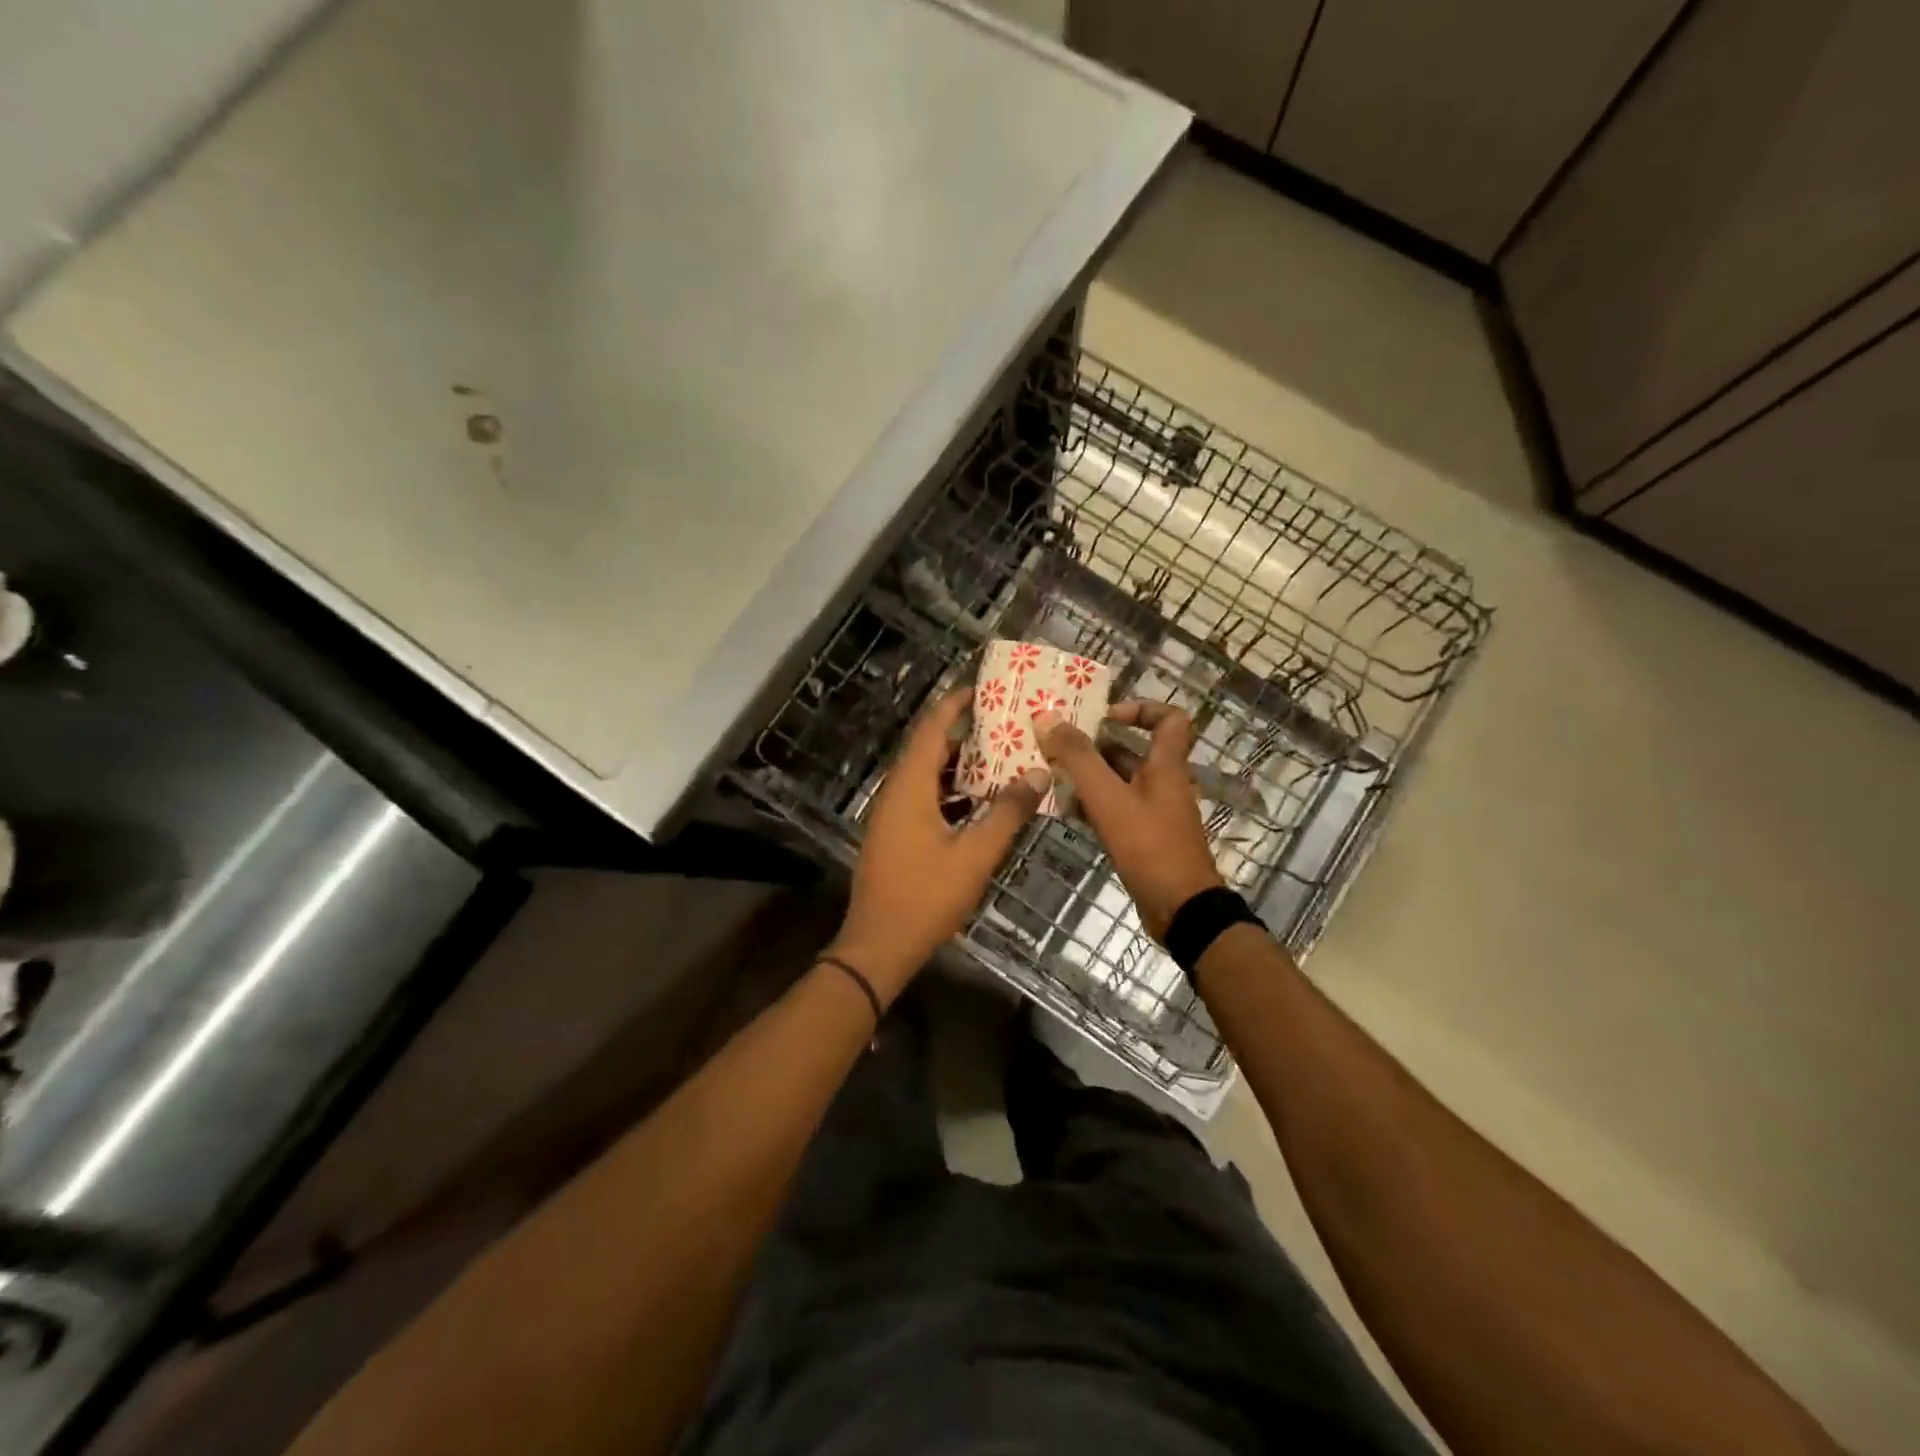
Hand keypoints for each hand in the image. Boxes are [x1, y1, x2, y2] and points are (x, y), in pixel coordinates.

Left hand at [828, 690, 1046, 998]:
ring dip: (959, 765)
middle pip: (928, 749)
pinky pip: (924, 799)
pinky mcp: (895, 835)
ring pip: (927, 776)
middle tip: (1003, 721)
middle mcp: (896, 793)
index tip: (983, 689)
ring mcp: (892, 815)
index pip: (931, 729)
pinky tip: (981, 800)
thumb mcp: (975, 855)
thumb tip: (1037, 774)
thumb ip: (1007, 813)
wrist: (879, 946)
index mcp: (909, 787)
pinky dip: (951, 792)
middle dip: (963, 733)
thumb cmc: (926, 897)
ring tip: (1000, 755)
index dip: (954, 705)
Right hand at [1033, 700, 1223, 940]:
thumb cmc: (1149, 845)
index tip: (1105, 715)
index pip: (1169, 719)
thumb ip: (1078, 758)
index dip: (1141, 708)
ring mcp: (1154, 814)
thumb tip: (1047, 717)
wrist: (1180, 909)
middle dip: (1096, 747)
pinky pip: (1115, 811)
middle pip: (1132, 752)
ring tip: (1051, 775)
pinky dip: (1092, 806)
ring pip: (1119, 783)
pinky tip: (1064, 811)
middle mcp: (1163, 785)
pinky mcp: (1143, 839)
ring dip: (1089, 778)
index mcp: (1166, 766)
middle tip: (1059, 746)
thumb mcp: (1109, 798)